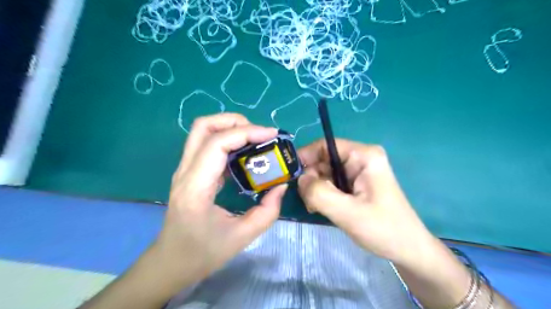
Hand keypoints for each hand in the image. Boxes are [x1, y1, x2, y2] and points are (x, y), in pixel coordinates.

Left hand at [152, 113, 285, 284]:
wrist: (170, 262)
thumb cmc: (202, 253)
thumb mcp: (242, 237)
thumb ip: (268, 211)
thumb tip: (281, 186)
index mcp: (196, 188)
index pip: (217, 144)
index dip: (246, 133)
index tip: (271, 135)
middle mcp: (185, 172)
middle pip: (203, 126)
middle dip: (234, 121)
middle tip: (259, 134)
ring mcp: (184, 170)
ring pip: (202, 131)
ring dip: (230, 127)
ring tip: (254, 139)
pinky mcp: (190, 172)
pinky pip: (207, 144)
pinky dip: (227, 139)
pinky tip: (244, 152)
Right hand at [299, 139, 431, 264]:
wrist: (407, 249)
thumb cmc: (383, 229)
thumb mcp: (348, 212)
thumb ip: (319, 193)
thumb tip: (300, 178)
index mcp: (363, 156)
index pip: (325, 145)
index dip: (305, 156)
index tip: (290, 174)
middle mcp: (360, 158)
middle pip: (324, 159)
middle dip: (311, 177)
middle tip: (306, 199)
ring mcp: (358, 171)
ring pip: (325, 172)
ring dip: (316, 188)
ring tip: (314, 207)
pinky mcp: (356, 183)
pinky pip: (331, 182)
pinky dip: (322, 194)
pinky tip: (321, 207)